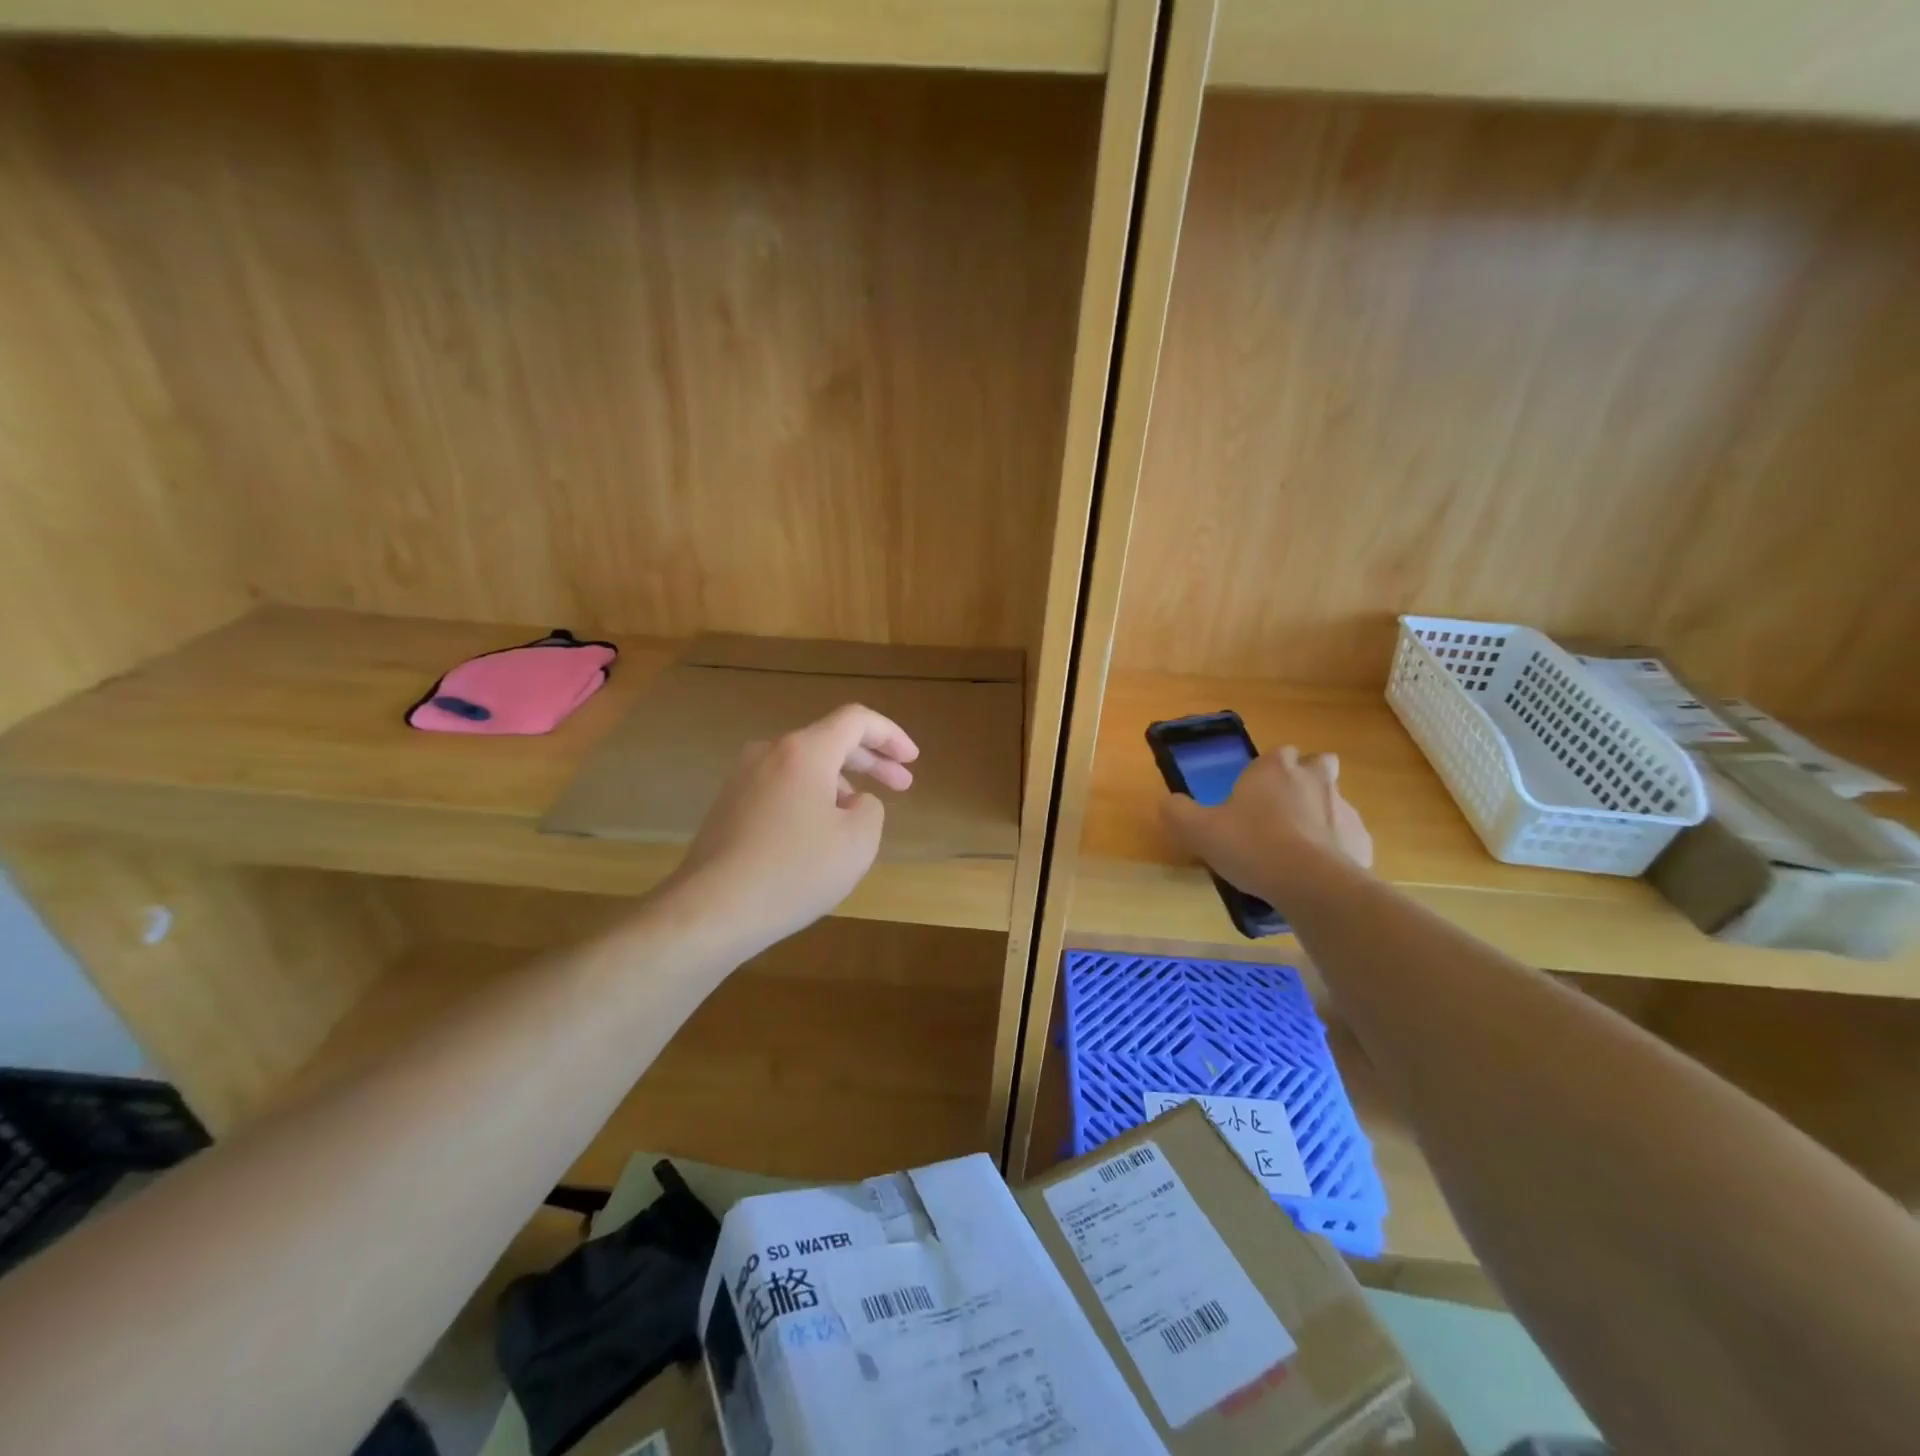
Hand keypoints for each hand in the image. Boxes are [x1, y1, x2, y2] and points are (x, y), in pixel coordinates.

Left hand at [664, 704, 918, 959]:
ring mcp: (743, 777)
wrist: (711, 909)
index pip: (856, 720)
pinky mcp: (728, 804)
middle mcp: (770, 752)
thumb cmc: (794, 872)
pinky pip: (781, 786)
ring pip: (804, 765)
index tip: (912, 760)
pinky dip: (810, 796)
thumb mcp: (857, 842)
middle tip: (902, 785)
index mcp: (805, 751)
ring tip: (858, 818)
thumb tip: (852, 801)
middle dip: (871, 761)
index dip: (890, 735)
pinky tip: (818, 833)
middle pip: (830, 740)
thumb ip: (870, 809)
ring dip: (840, 781)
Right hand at [1161, 746, 1372, 906]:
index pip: (1278, 753)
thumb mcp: (1198, 830)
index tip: (1255, 791)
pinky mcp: (1362, 840)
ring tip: (1298, 847)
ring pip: (1335, 801)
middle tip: (1284, 808)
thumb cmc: (1251, 845)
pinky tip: (1317, 871)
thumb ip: (1177, 812)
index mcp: (1274, 769)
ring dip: (1321, 815)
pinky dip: (1337, 848)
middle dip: (1307, 778)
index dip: (1268, 769)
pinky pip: (1348, 837)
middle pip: (1318, 764)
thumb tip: (1168, 802)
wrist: (1311, 883)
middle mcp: (1314, 779)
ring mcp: (1344, 808)